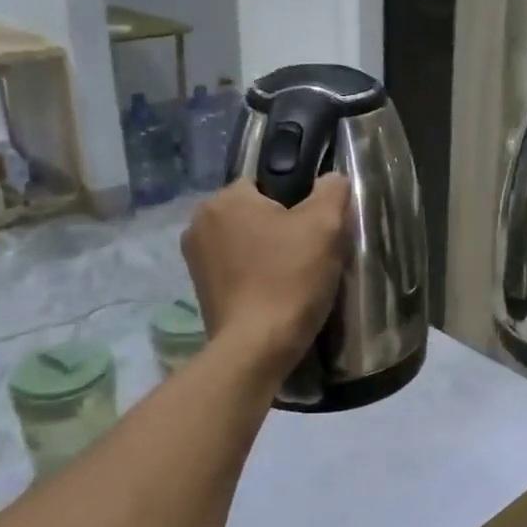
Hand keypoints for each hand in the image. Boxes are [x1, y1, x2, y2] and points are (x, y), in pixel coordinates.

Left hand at [181, 176, 350, 373]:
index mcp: (225, 199)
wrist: (256, 347)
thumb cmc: (289, 278)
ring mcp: (195, 259)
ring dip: (267, 252)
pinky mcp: (200, 289)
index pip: (268, 183)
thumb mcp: (325, 226)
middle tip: (310, 254)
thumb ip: (331, 190)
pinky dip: (255, 275)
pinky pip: (236, 268)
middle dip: (281, 228)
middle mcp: (199, 222)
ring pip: (246, 241)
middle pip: (255, 213)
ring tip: (295, 276)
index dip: (297, 202)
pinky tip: (276, 292)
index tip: (314, 229)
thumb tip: (331, 179)